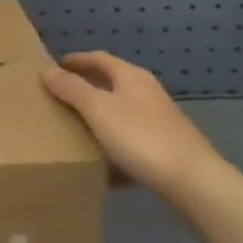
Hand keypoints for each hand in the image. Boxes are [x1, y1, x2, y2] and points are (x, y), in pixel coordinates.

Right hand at [41, 50, 221, 195]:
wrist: (195, 185)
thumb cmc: (141, 138)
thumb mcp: (98, 109)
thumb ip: (71, 88)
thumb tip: (46, 70)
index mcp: (131, 77)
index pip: (98, 58)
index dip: (75, 60)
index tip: (53, 67)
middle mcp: (147, 93)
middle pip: (111, 84)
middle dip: (85, 88)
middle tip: (59, 97)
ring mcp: (160, 122)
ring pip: (121, 114)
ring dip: (99, 118)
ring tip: (74, 129)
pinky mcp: (167, 150)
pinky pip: (132, 142)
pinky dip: (114, 147)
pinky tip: (102, 165)